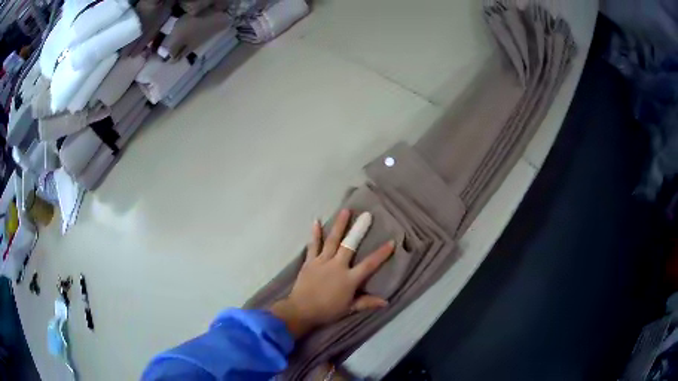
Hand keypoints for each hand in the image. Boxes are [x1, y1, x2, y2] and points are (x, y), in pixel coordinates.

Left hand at [269, 209, 393, 337]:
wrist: (301, 310)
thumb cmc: (327, 311)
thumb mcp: (349, 309)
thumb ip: (367, 302)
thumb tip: (386, 301)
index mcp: (349, 279)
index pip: (369, 264)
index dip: (381, 254)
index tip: (391, 242)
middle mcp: (337, 266)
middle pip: (350, 245)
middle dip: (359, 230)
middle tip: (366, 215)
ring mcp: (322, 262)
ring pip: (332, 240)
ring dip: (339, 225)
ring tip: (346, 210)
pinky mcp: (310, 261)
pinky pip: (313, 245)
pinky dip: (315, 233)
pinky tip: (317, 221)